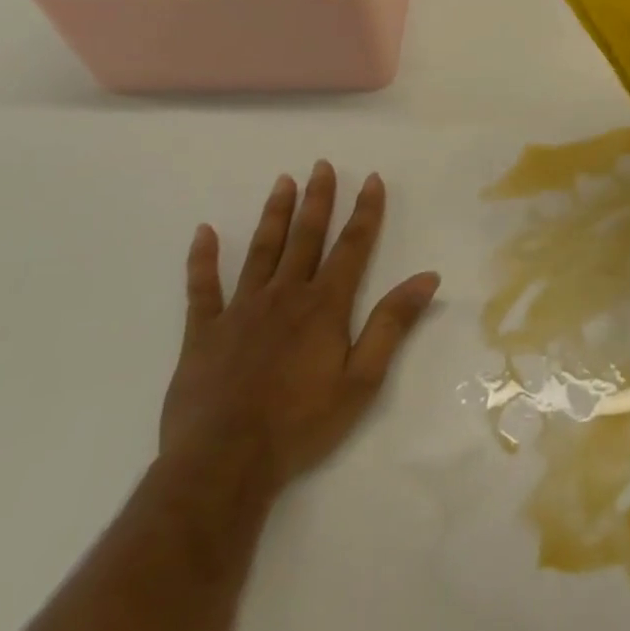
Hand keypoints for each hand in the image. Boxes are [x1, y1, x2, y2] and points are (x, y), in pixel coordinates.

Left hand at [160, 162, 439, 496]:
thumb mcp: (362, 379)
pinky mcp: (203, 333)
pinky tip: (204, 233)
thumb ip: (392, 324)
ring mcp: (240, 311)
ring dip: (274, 215)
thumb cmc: (302, 424)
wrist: (223, 465)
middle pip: (305, 238)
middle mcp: (285, 296)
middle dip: (318, 200)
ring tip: (282, 182)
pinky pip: (202, 288)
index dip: (366, 211)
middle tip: (321, 165)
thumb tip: (427, 277)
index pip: (352, 247)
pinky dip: (203, 259)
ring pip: (261, 251)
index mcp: (325, 306)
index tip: (372, 179)